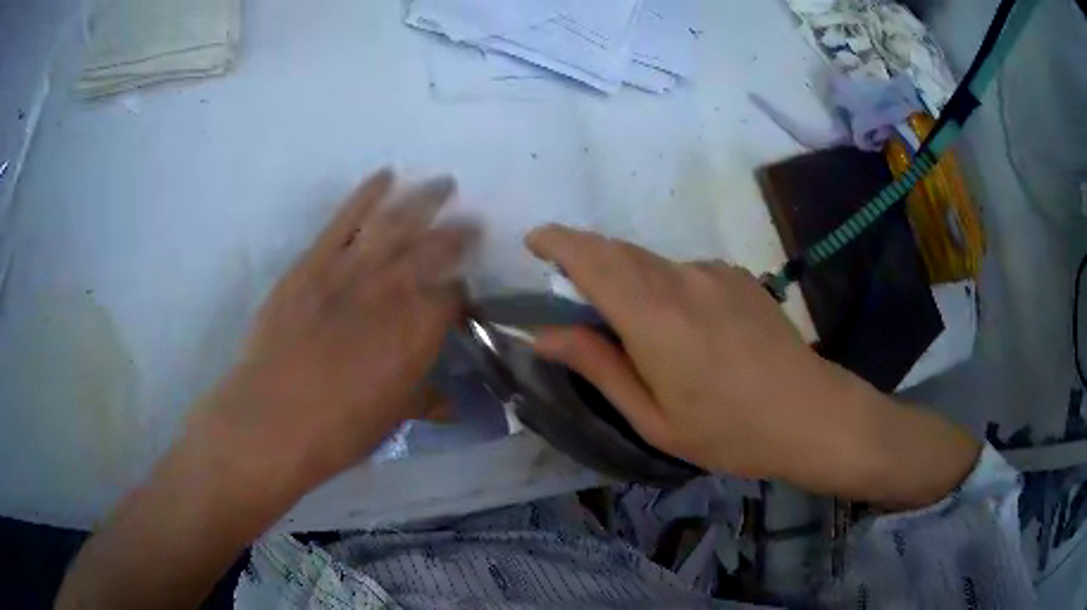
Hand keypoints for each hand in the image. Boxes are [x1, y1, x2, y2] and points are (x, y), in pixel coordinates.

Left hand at [195, 170, 475, 495]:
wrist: (273, 417)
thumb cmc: (339, 427)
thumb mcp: (392, 417)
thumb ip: (426, 400)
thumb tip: (453, 405)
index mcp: (421, 328)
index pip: (455, 296)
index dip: (462, 294)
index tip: (461, 295)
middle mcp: (395, 288)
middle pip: (437, 247)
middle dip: (459, 232)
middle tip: (471, 221)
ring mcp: (352, 267)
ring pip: (397, 220)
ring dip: (425, 198)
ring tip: (443, 183)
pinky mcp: (315, 260)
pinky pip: (346, 217)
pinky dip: (367, 193)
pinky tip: (385, 176)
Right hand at [526, 225, 978, 506]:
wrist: (811, 414)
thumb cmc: (729, 431)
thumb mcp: (653, 417)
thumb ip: (597, 366)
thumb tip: (545, 334)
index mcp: (654, 317)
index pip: (592, 258)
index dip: (558, 241)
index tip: (535, 241)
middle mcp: (681, 279)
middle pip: (618, 251)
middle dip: (585, 259)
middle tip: (573, 296)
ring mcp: (714, 272)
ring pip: (651, 262)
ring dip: (626, 278)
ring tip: (636, 330)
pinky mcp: (736, 275)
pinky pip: (683, 272)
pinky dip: (664, 287)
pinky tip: (686, 331)